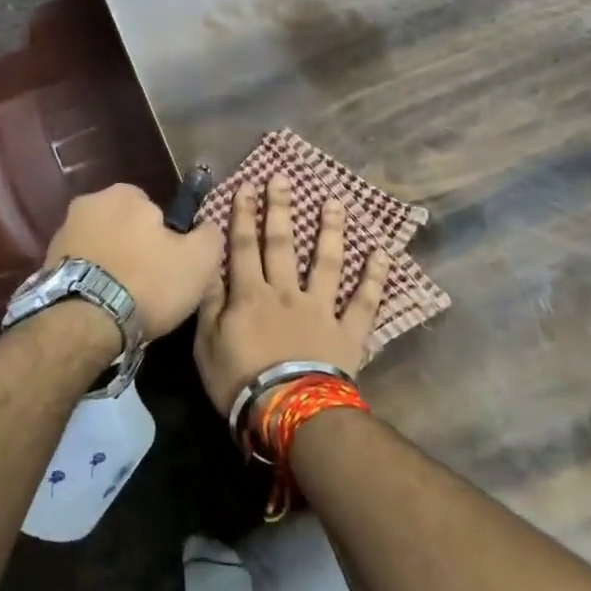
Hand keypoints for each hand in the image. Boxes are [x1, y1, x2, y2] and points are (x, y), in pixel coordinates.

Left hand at [44, 183, 223, 342]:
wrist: (84, 322)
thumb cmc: (147, 283)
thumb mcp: (199, 260)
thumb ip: (209, 235)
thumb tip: (206, 227)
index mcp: (125, 193)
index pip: (153, 208)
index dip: (164, 236)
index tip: (168, 263)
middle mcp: (89, 202)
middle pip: (123, 224)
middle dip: (134, 247)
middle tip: (147, 283)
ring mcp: (63, 231)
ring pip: (101, 245)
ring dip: (111, 263)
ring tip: (122, 298)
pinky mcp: (46, 261)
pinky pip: (81, 266)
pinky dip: (91, 279)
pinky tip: (100, 304)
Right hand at [194, 174, 390, 416]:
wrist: (290, 412)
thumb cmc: (239, 382)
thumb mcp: (207, 344)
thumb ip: (210, 303)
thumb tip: (209, 267)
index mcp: (250, 294)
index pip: (243, 246)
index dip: (243, 215)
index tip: (247, 186)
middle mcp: (285, 292)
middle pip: (282, 243)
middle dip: (281, 208)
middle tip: (283, 178)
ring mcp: (320, 309)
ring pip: (326, 262)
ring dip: (330, 231)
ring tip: (334, 202)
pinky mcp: (347, 331)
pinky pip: (364, 302)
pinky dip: (374, 278)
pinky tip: (382, 254)